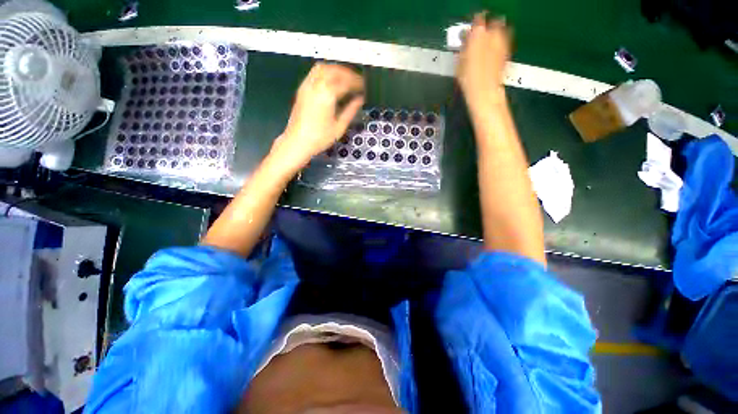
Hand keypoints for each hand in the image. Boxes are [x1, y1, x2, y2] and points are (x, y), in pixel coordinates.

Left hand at [274, 63, 364, 169]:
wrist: (298, 141)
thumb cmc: (320, 137)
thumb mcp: (339, 127)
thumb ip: (351, 110)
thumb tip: (360, 99)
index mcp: (327, 94)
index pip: (346, 82)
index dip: (357, 83)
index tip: (365, 87)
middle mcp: (316, 84)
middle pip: (334, 70)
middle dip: (348, 74)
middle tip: (357, 81)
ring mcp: (307, 85)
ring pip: (323, 68)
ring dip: (336, 70)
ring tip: (346, 79)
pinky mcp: (302, 89)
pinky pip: (315, 73)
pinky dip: (326, 72)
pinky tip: (332, 81)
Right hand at [457, 12, 511, 106]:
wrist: (485, 91)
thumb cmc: (468, 79)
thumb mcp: (459, 63)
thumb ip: (463, 48)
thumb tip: (465, 41)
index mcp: (478, 34)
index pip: (477, 20)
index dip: (474, 25)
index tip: (470, 31)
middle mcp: (493, 34)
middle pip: (493, 23)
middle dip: (487, 28)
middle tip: (479, 37)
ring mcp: (502, 42)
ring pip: (500, 31)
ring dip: (494, 35)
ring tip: (487, 45)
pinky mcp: (507, 52)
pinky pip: (504, 41)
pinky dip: (499, 44)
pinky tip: (493, 53)